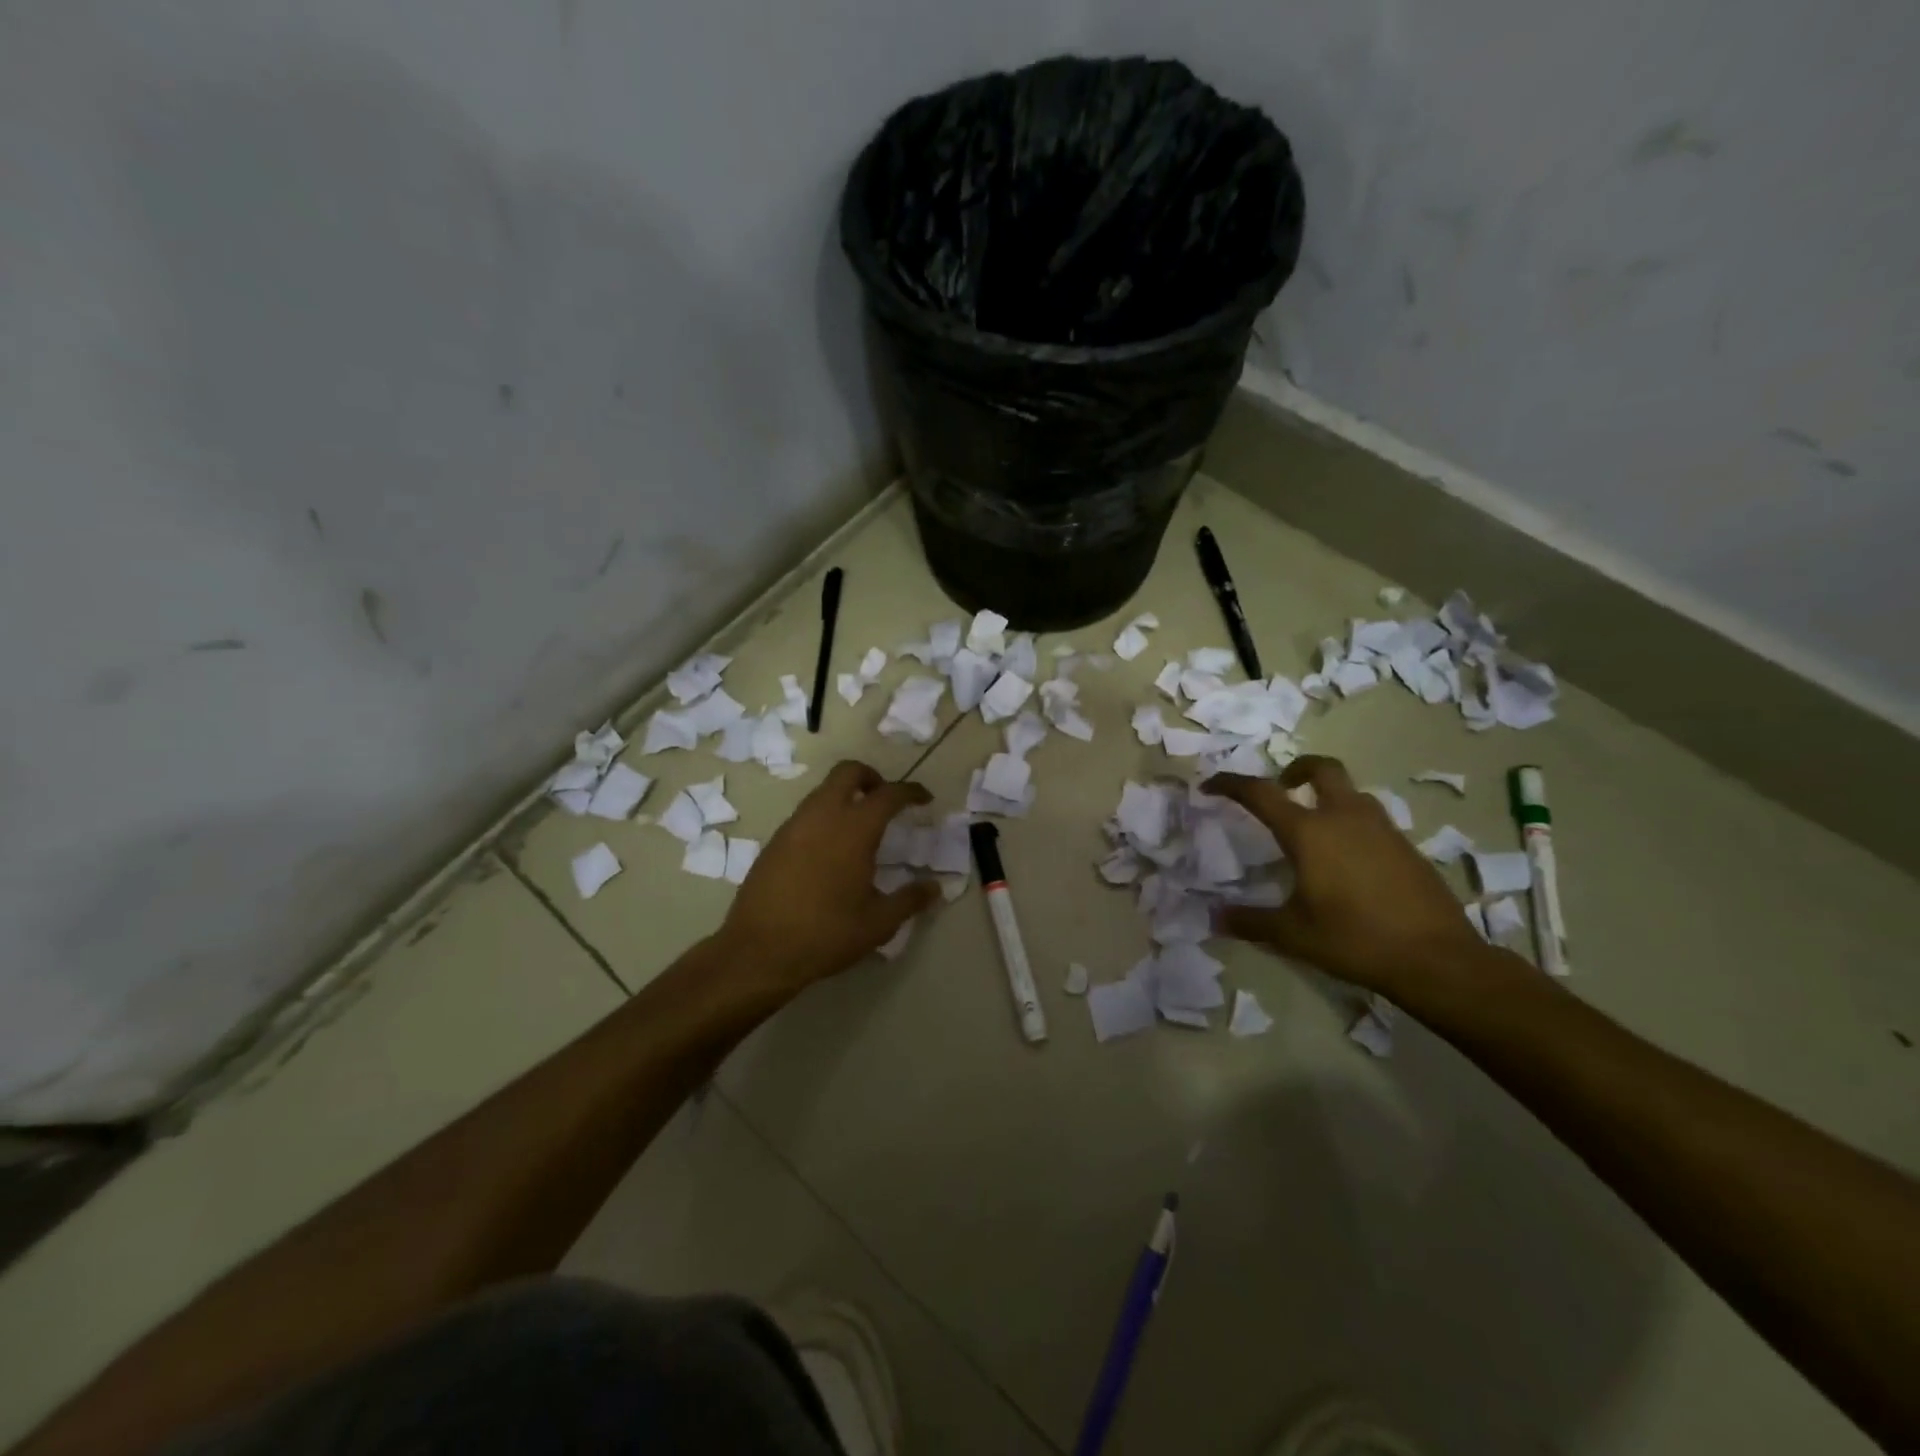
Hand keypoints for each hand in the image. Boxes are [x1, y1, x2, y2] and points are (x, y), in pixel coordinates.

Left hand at [719, 760, 941, 991]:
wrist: (759, 951)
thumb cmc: (826, 934)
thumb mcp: (878, 923)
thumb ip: (909, 900)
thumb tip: (934, 887)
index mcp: (854, 829)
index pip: (888, 794)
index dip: (910, 791)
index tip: (923, 799)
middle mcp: (823, 816)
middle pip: (847, 772)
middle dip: (871, 777)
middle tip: (885, 800)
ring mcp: (793, 826)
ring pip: (823, 791)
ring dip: (845, 796)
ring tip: (859, 828)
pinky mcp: (774, 842)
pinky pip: (805, 814)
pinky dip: (824, 817)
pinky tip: (829, 851)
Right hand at [1203, 755, 1488, 998]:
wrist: (1437, 959)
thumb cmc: (1354, 940)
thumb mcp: (1293, 935)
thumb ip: (1251, 921)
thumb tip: (1214, 918)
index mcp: (1309, 832)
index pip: (1260, 793)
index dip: (1231, 784)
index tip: (1211, 786)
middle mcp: (1345, 818)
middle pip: (1321, 768)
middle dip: (1296, 769)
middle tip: (1282, 787)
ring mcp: (1382, 829)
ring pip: (1351, 793)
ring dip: (1328, 796)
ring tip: (1314, 827)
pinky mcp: (1407, 847)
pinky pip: (1371, 820)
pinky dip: (1352, 824)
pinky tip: (1348, 861)